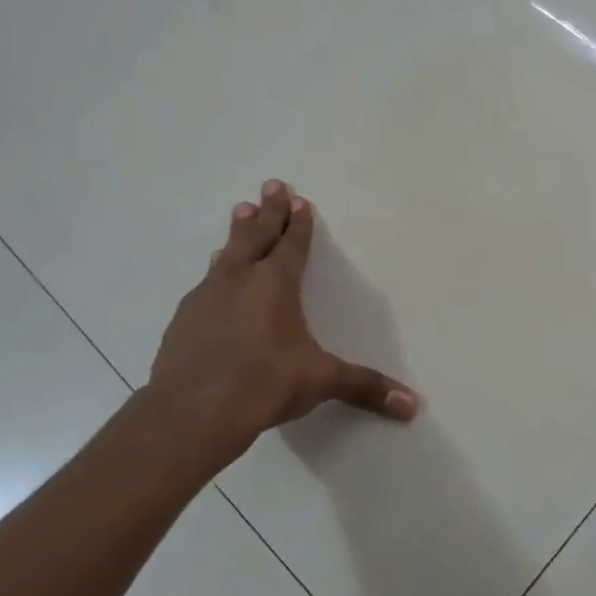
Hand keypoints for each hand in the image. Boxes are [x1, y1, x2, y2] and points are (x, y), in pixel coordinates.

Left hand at [148, 180, 418, 467]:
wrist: (192, 411)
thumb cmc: (264, 384)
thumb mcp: (321, 381)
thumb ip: (365, 387)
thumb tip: (413, 404)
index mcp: (275, 284)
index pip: (291, 244)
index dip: (298, 222)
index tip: (298, 199)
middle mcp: (240, 280)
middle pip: (255, 235)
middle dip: (267, 210)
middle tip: (270, 184)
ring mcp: (206, 297)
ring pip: (226, 255)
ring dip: (237, 234)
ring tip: (239, 213)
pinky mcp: (182, 320)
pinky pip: (204, 286)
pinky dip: (215, 275)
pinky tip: (212, 284)